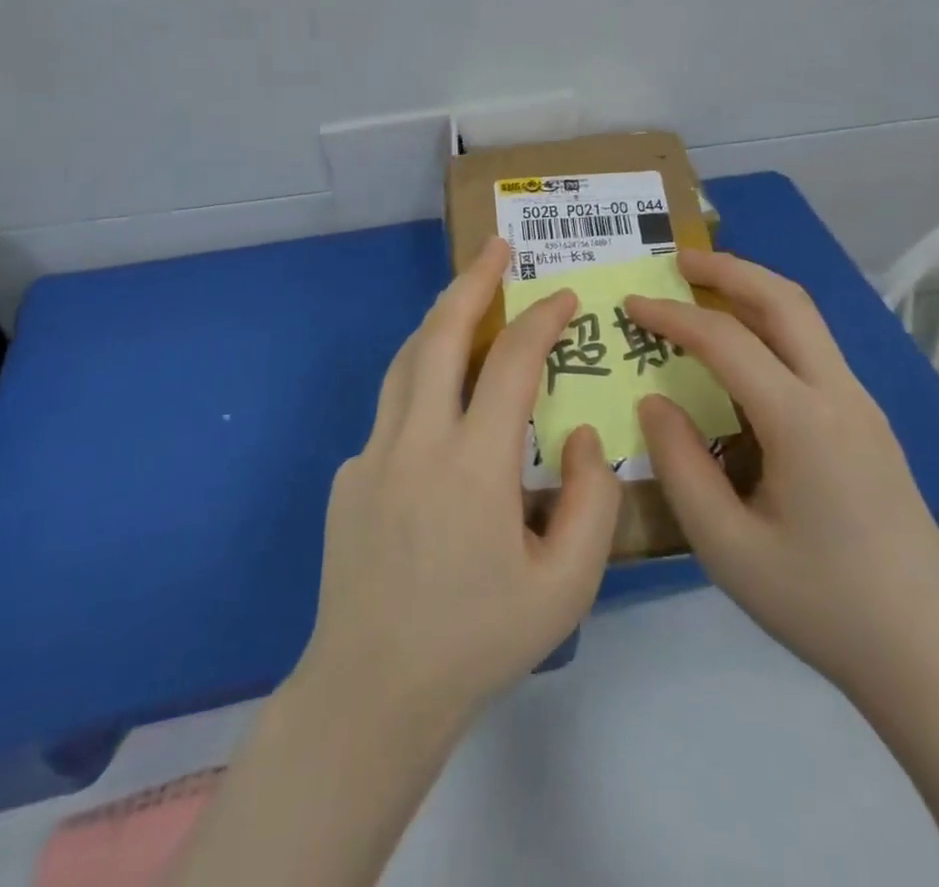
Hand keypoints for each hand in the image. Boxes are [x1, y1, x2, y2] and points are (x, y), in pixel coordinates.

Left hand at [297, 236, 621, 733]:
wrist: (371, 693)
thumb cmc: (477, 641)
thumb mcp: (565, 586)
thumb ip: (590, 501)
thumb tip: (577, 434)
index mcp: (472, 465)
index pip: (511, 364)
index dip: (540, 320)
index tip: (563, 296)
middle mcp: (415, 442)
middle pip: (440, 335)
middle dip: (472, 281)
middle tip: (495, 246)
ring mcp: (371, 454)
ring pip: (405, 361)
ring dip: (438, 318)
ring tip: (466, 296)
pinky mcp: (348, 475)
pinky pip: (390, 410)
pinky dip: (420, 383)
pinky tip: (440, 405)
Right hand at [626, 250, 938, 704]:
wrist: (934, 658)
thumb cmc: (823, 607)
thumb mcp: (728, 549)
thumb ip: (681, 467)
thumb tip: (654, 401)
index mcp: (803, 422)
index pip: (726, 341)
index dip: (672, 316)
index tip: (631, 304)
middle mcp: (840, 396)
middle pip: (785, 300)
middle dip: (728, 269)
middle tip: (678, 259)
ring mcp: (864, 407)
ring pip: (807, 320)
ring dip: (755, 291)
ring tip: (706, 289)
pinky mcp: (871, 425)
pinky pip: (815, 352)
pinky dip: (774, 326)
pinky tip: (746, 353)